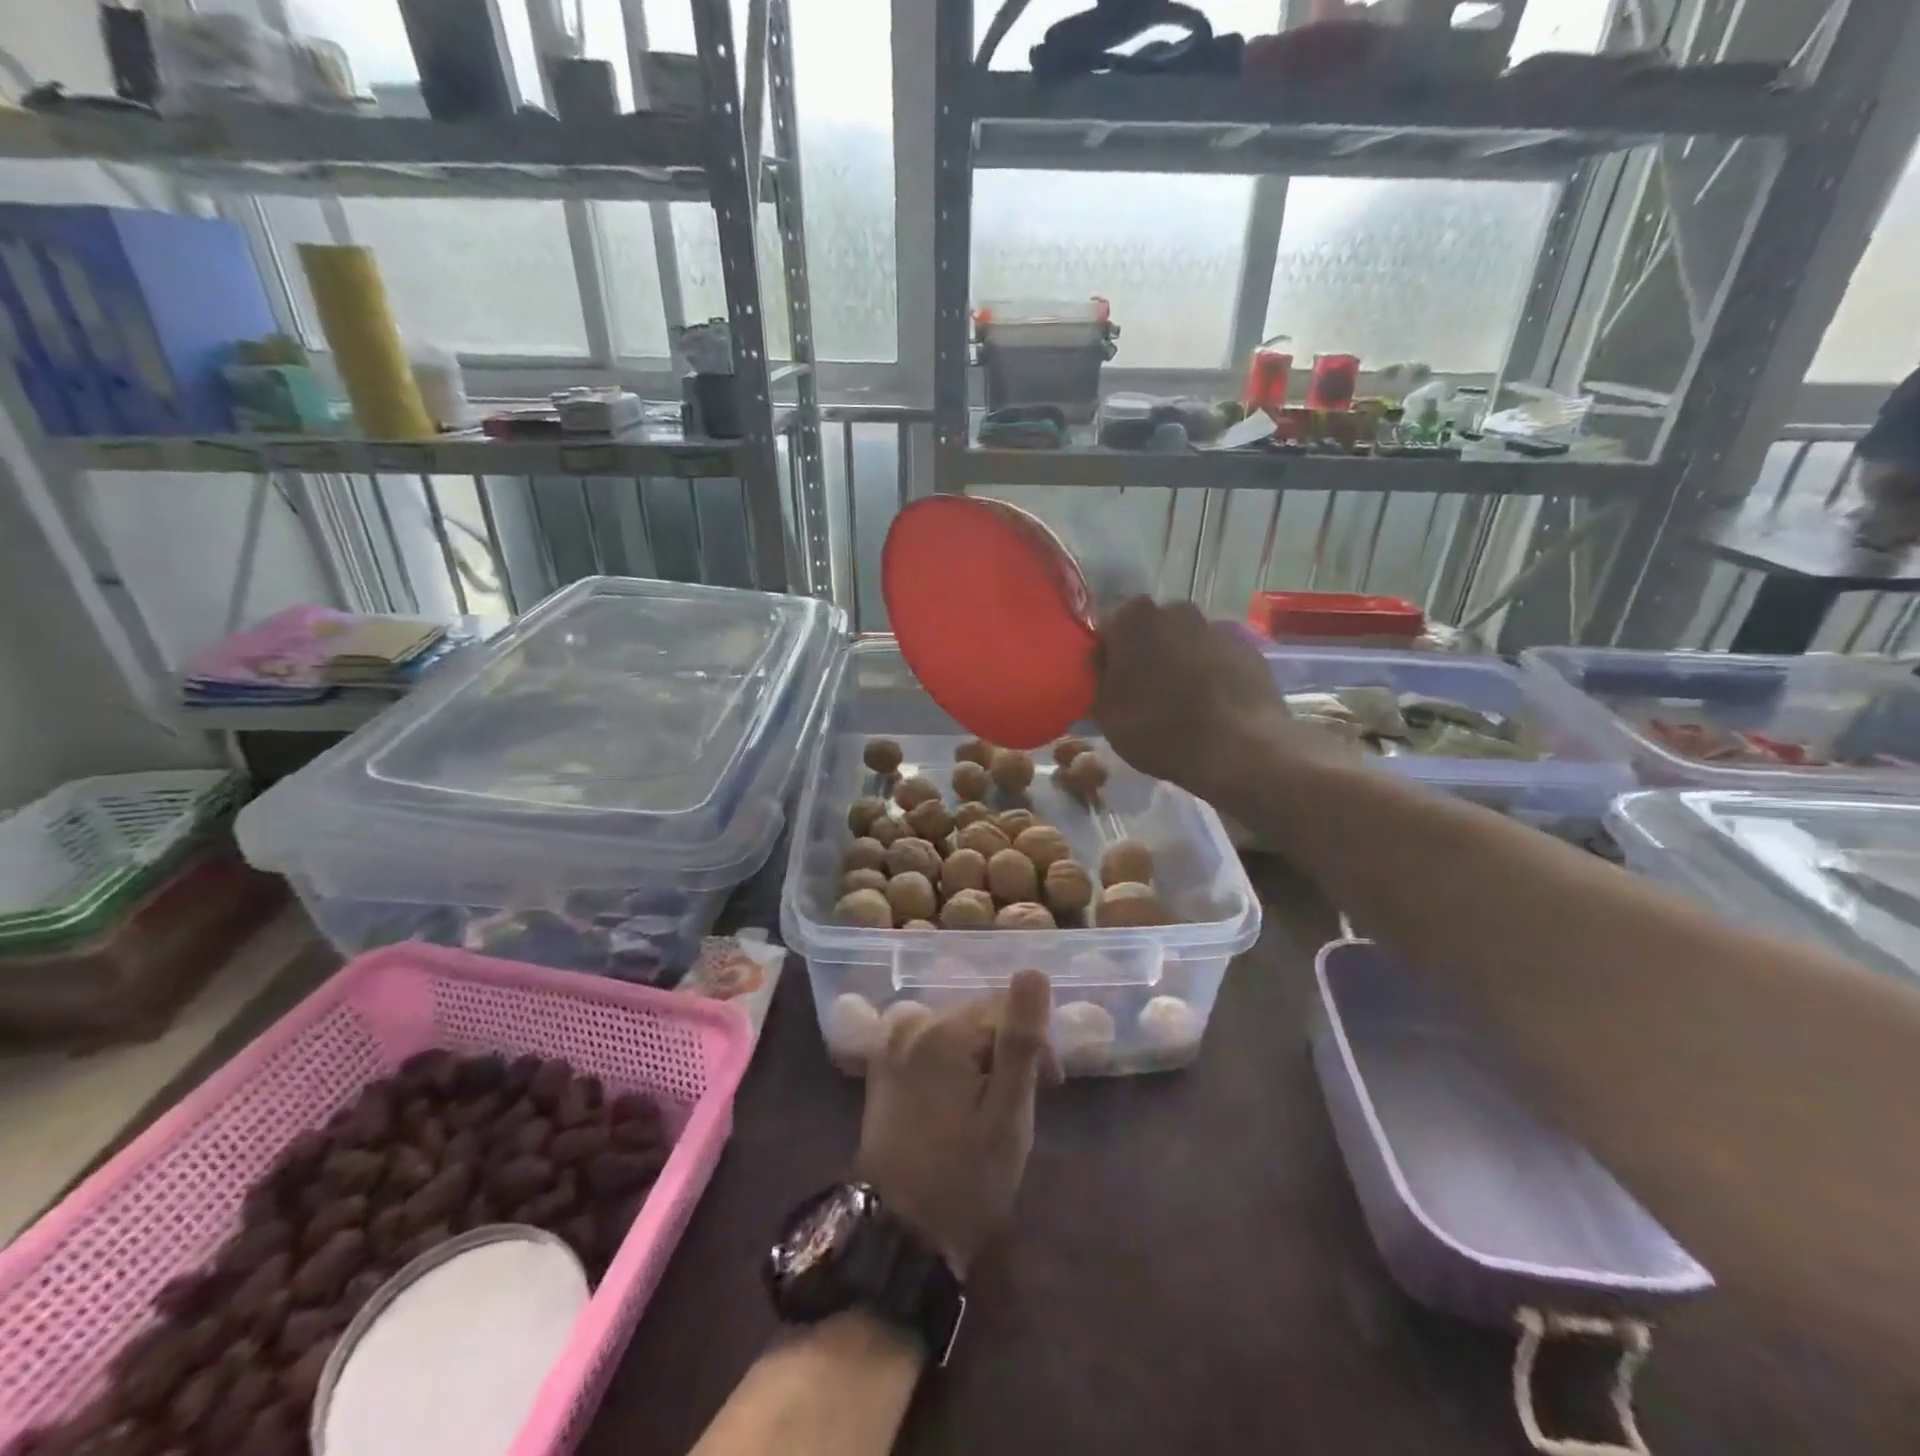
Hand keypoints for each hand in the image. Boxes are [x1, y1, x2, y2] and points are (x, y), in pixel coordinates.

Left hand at [854, 971, 1057, 1277]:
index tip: (1050, 1088)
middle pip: (978, 1016)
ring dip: (980, 1056)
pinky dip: (950, 1061)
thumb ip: (1021, 1039)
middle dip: (1007, 1049)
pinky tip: (956, 1097)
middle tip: (1022, 1102)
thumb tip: (1033, 971)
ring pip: (955, 1030)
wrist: (898, 1235)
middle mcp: (913, 1024)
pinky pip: (929, 1043)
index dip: (1035, 1044)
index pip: (1007, 1008)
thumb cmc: (966, 1177)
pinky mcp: (882, 1067)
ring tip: (991, 1105)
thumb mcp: (1008, 1113)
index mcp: (945, 1031)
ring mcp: (892, 1044)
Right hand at [1093, 597, 1343, 800]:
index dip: (1105, 658)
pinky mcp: (1249, 649)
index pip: (1107, 629)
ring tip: (1180, 706)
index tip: (1107, 686)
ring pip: (1185, 643)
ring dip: (1179, 664)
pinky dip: (1210, 675)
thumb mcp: (1105, 715)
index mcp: (1132, 619)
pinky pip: (1217, 659)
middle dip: (1144, 655)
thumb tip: (1103, 670)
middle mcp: (1175, 610)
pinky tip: (1210, 708)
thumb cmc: (1160, 730)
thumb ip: (1098, 682)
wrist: (1240, 749)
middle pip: (1150, 631)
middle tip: (1141, 695)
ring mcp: (1217, 627)